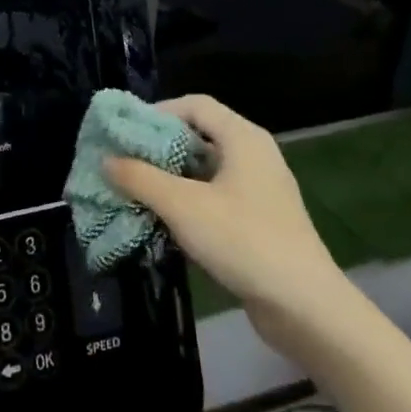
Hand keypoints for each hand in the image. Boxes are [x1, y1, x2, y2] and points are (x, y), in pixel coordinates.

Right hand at [104, 95, 352, 343]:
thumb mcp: (182, 206)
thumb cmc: (243, 240)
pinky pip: (214, 196)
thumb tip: (106, 160)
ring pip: (205, 169)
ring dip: (169, 177)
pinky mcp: (258, 220)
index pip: (194, 105)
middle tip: (122, 161)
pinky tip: (162, 219)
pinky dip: (186, 200)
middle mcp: (254, 155)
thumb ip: (140, 178)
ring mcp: (258, 189)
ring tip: (134, 190)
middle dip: (158, 147)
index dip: (157, 112)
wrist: (304, 306)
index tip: (125, 133)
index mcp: (243, 138)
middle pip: (199, 135)